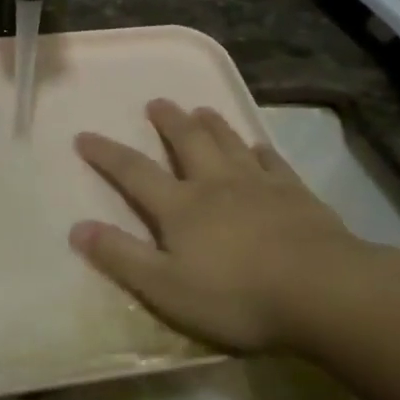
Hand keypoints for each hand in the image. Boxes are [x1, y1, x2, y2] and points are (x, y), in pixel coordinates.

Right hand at [70, 99, 399, 354]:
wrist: (323, 291)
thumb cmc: (237, 296)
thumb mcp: (166, 288)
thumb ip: (121, 256)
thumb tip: (77, 228)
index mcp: (180, 207)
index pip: (134, 172)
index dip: (106, 154)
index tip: (84, 136)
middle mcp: (216, 184)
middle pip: (187, 142)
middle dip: (168, 121)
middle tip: (157, 102)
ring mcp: (259, 185)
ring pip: (230, 143)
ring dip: (212, 125)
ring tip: (201, 110)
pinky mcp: (297, 194)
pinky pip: (273, 162)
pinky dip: (261, 150)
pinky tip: (259, 146)